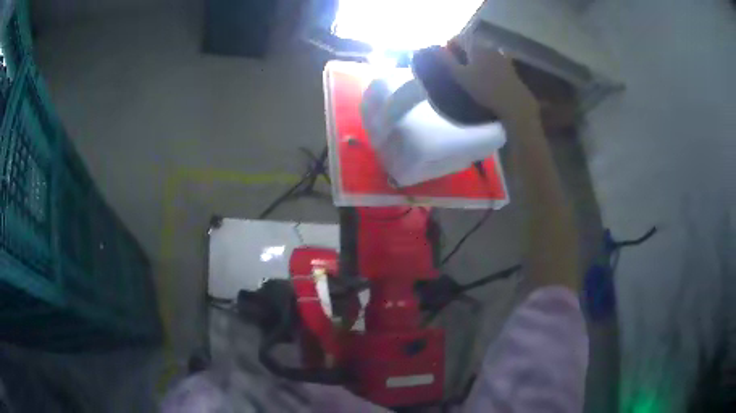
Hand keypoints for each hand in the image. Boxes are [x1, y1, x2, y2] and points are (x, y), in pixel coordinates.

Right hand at [441, 36, 539, 126]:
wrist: (514, 103)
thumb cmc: (485, 89)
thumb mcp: (460, 76)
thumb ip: (445, 60)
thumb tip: (433, 48)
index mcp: (475, 45)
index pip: (456, 38)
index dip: (447, 47)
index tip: (444, 61)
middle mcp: (488, 46)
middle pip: (470, 44)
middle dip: (460, 53)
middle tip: (455, 69)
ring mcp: (500, 55)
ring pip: (481, 52)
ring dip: (473, 59)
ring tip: (470, 74)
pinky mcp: (509, 66)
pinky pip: (492, 60)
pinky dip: (486, 65)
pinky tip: (485, 77)